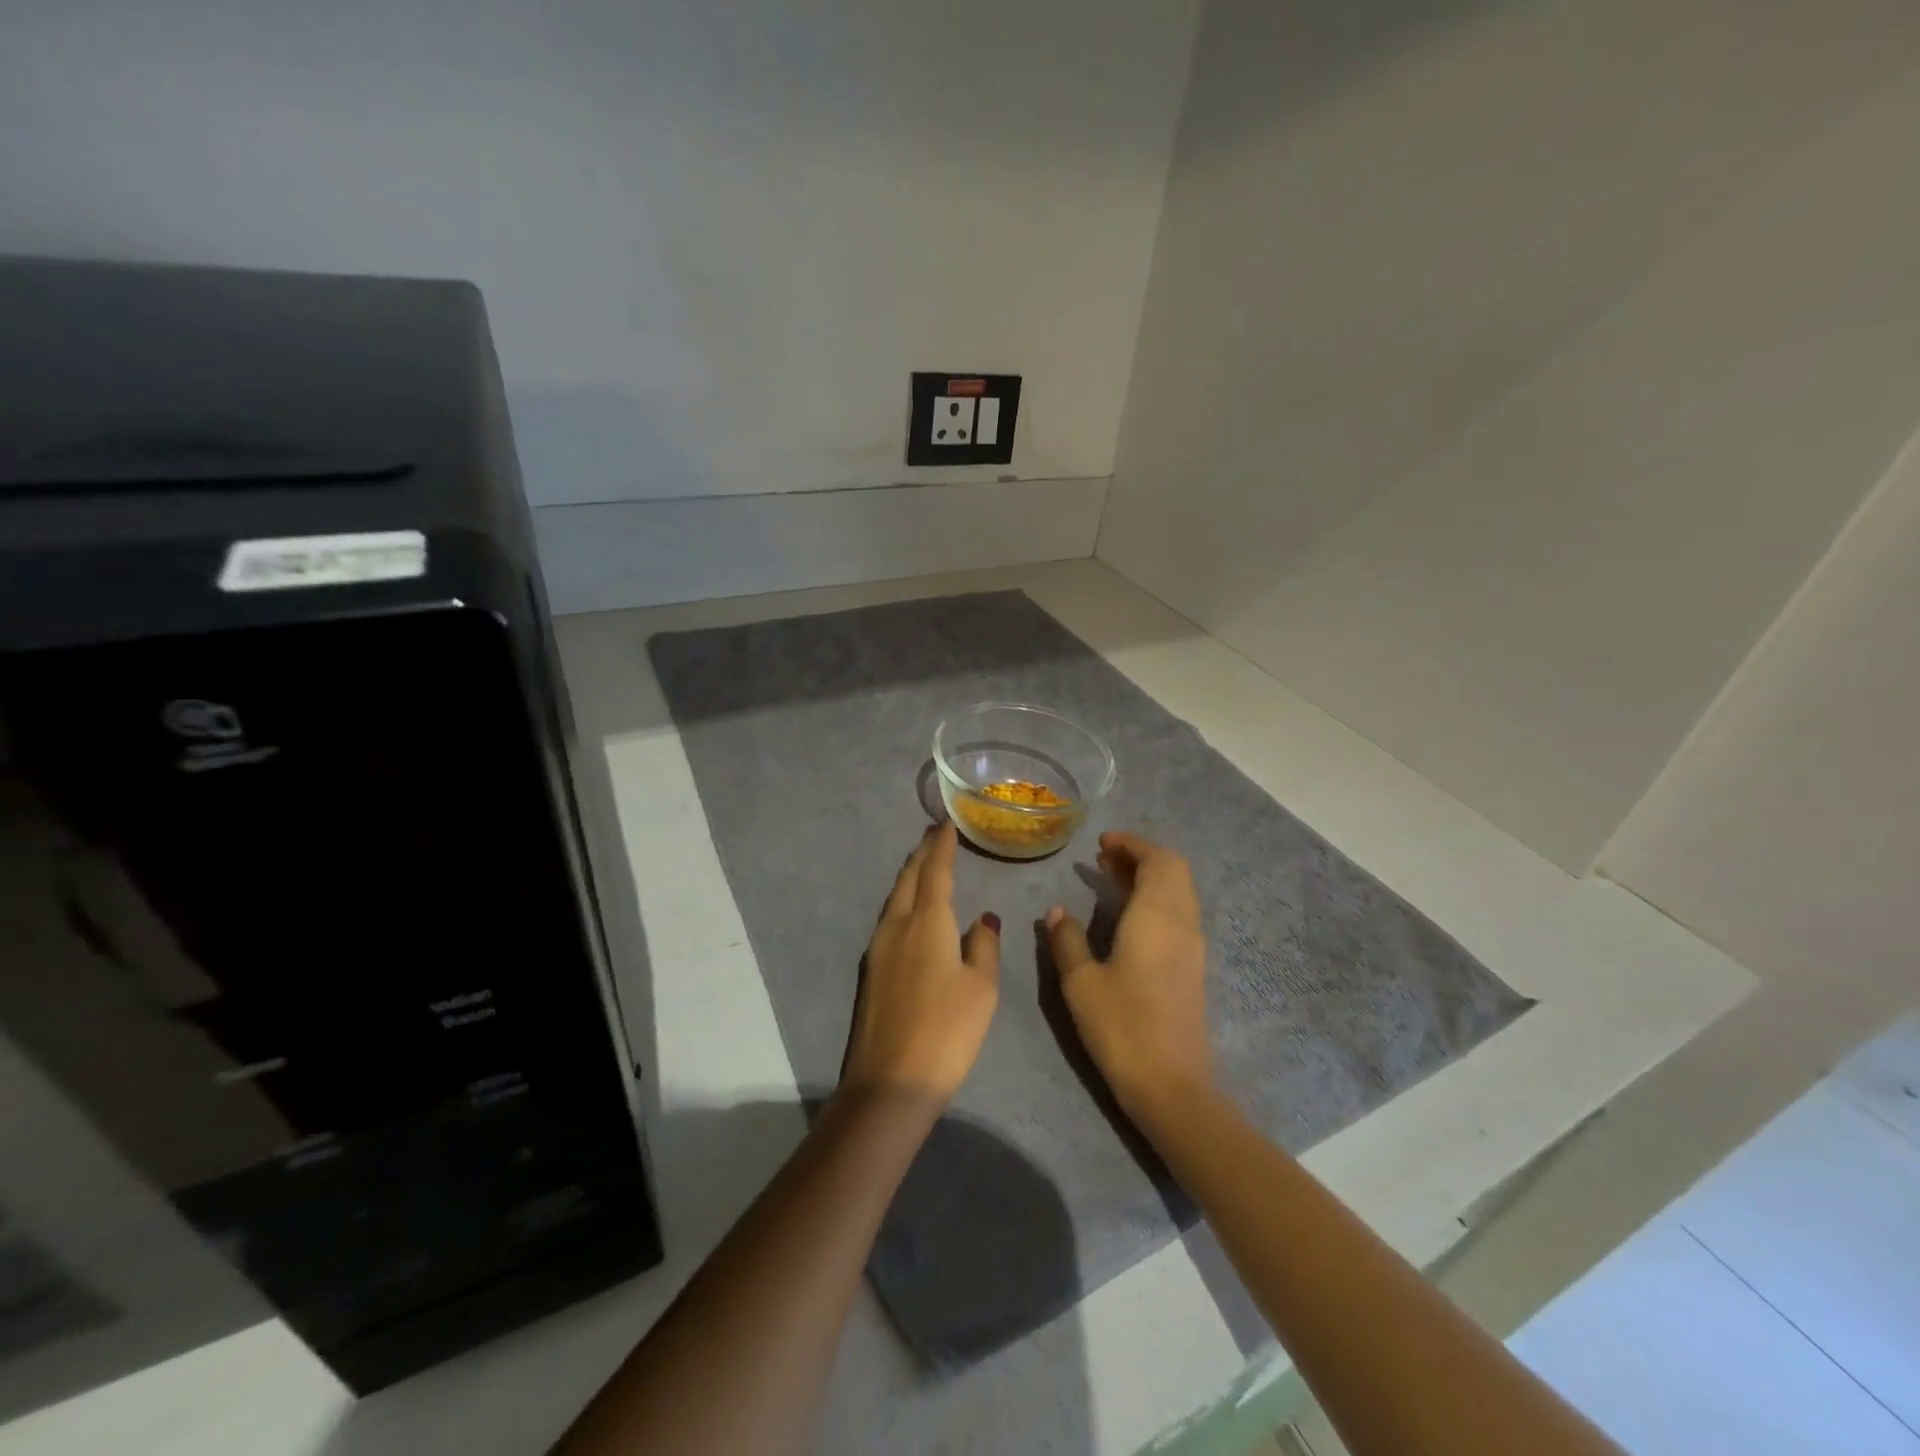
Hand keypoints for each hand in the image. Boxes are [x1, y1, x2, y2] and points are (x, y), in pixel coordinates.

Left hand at [842, 823, 1000, 1106]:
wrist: (891, 1082)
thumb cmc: (947, 1031)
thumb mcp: (981, 988)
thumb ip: (984, 946)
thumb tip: (983, 917)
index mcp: (927, 922)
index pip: (935, 871)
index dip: (942, 845)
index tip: (946, 823)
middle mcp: (897, 925)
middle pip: (909, 878)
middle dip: (922, 853)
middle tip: (935, 834)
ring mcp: (878, 948)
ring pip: (895, 898)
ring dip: (911, 876)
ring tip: (926, 864)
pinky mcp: (871, 970)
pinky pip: (889, 918)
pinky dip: (904, 901)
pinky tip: (913, 910)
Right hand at [1045, 830, 1212, 1119]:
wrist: (1173, 1086)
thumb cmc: (1122, 1027)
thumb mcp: (1081, 982)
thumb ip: (1067, 940)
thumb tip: (1056, 911)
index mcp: (1157, 916)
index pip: (1157, 860)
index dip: (1132, 844)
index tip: (1102, 842)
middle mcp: (1182, 923)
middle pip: (1173, 870)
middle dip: (1140, 856)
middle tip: (1102, 858)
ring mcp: (1192, 946)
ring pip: (1178, 892)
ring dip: (1149, 877)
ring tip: (1110, 879)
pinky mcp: (1193, 968)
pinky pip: (1178, 913)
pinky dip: (1155, 899)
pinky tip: (1127, 916)